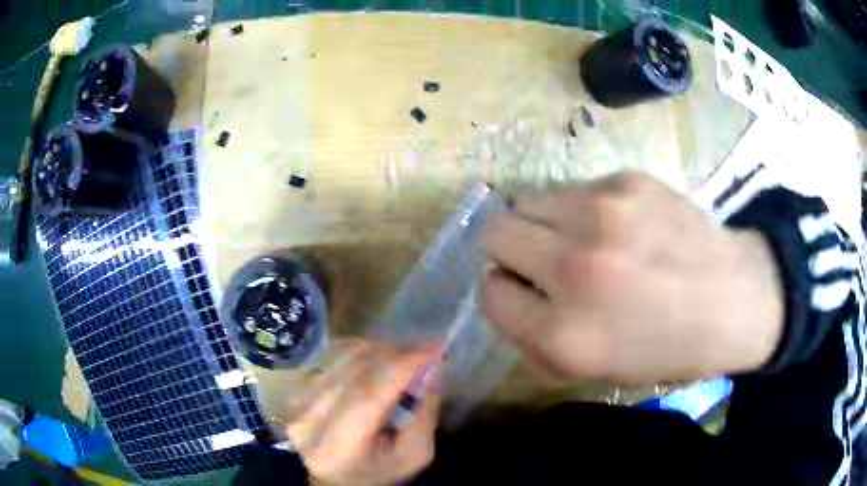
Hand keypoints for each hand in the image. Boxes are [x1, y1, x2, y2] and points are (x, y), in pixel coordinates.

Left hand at [286, 340, 441, 485]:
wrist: (332, 479)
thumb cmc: (377, 473)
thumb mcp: (413, 456)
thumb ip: (425, 414)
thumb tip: (433, 367)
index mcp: (339, 448)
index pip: (369, 396)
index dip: (403, 366)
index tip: (436, 346)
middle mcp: (310, 420)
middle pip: (355, 370)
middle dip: (395, 355)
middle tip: (423, 355)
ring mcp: (297, 402)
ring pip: (342, 357)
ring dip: (378, 351)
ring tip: (400, 361)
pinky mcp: (295, 389)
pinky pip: (330, 357)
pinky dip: (357, 352)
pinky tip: (374, 364)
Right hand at [479, 172, 783, 383]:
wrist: (734, 299)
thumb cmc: (663, 345)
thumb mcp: (589, 366)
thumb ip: (533, 330)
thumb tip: (502, 281)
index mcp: (563, 336)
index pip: (488, 293)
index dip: (506, 293)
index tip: (531, 294)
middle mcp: (574, 268)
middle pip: (494, 233)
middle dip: (511, 251)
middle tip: (547, 261)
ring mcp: (603, 214)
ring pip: (526, 201)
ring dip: (544, 224)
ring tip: (585, 239)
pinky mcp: (626, 179)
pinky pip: (572, 189)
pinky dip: (583, 209)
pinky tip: (622, 225)